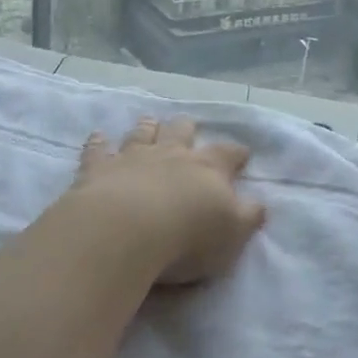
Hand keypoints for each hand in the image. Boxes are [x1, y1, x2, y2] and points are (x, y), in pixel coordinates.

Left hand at [70, 117, 265, 285]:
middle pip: (180, 133)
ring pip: (142, 134)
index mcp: (207, 170)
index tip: (242, 153)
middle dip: (186, 129)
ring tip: (149, 120)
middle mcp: (171, 155)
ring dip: (147, 127)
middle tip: (187, 124)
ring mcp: (132, 157)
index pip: (227, 156)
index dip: (236, 154)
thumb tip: (259, 204)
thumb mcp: (232, 234)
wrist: (127, 230)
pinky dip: (98, 142)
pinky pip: (98, 150)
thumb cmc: (188, 237)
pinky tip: (98, 136)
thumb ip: (248, 217)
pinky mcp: (98, 169)